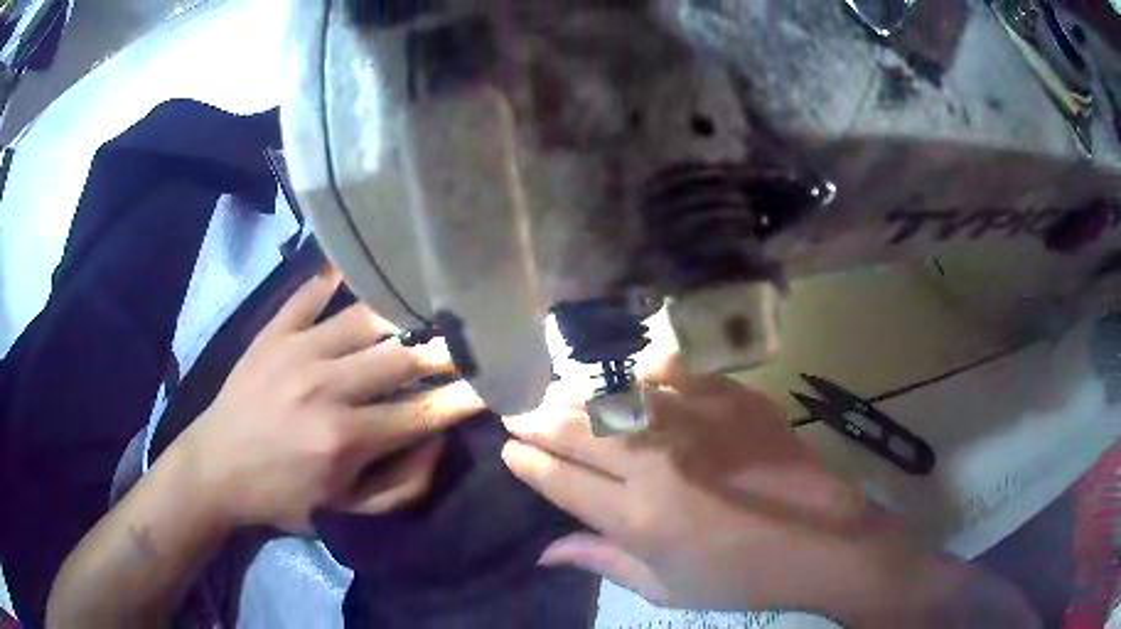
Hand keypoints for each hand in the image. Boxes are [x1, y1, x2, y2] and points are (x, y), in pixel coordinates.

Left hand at [178, 270, 485, 531]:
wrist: (215, 469)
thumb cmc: (282, 495)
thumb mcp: (345, 512)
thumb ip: (401, 486)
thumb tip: (438, 441)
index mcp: (344, 439)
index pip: (422, 412)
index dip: (464, 398)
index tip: (497, 383)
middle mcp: (325, 387)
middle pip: (402, 358)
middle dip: (449, 349)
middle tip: (479, 337)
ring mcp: (296, 351)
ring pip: (366, 319)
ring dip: (406, 313)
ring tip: (435, 303)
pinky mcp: (273, 333)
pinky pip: (310, 293)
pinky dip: (336, 277)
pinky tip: (362, 265)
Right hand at [501, 362, 1037, 625]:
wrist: (822, 542)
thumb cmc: (739, 579)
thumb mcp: (663, 588)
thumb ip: (601, 562)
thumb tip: (544, 551)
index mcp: (638, 519)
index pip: (560, 480)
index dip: (527, 461)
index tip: (508, 446)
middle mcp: (659, 466)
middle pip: (579, 431)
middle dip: (539, 419)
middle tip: (520, 410)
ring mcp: (699, 426)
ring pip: (618, 396)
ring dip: (579, 392)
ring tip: (560, 391)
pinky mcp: (735, 400)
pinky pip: (675, 371)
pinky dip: (645, 369)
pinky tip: (629, 371)